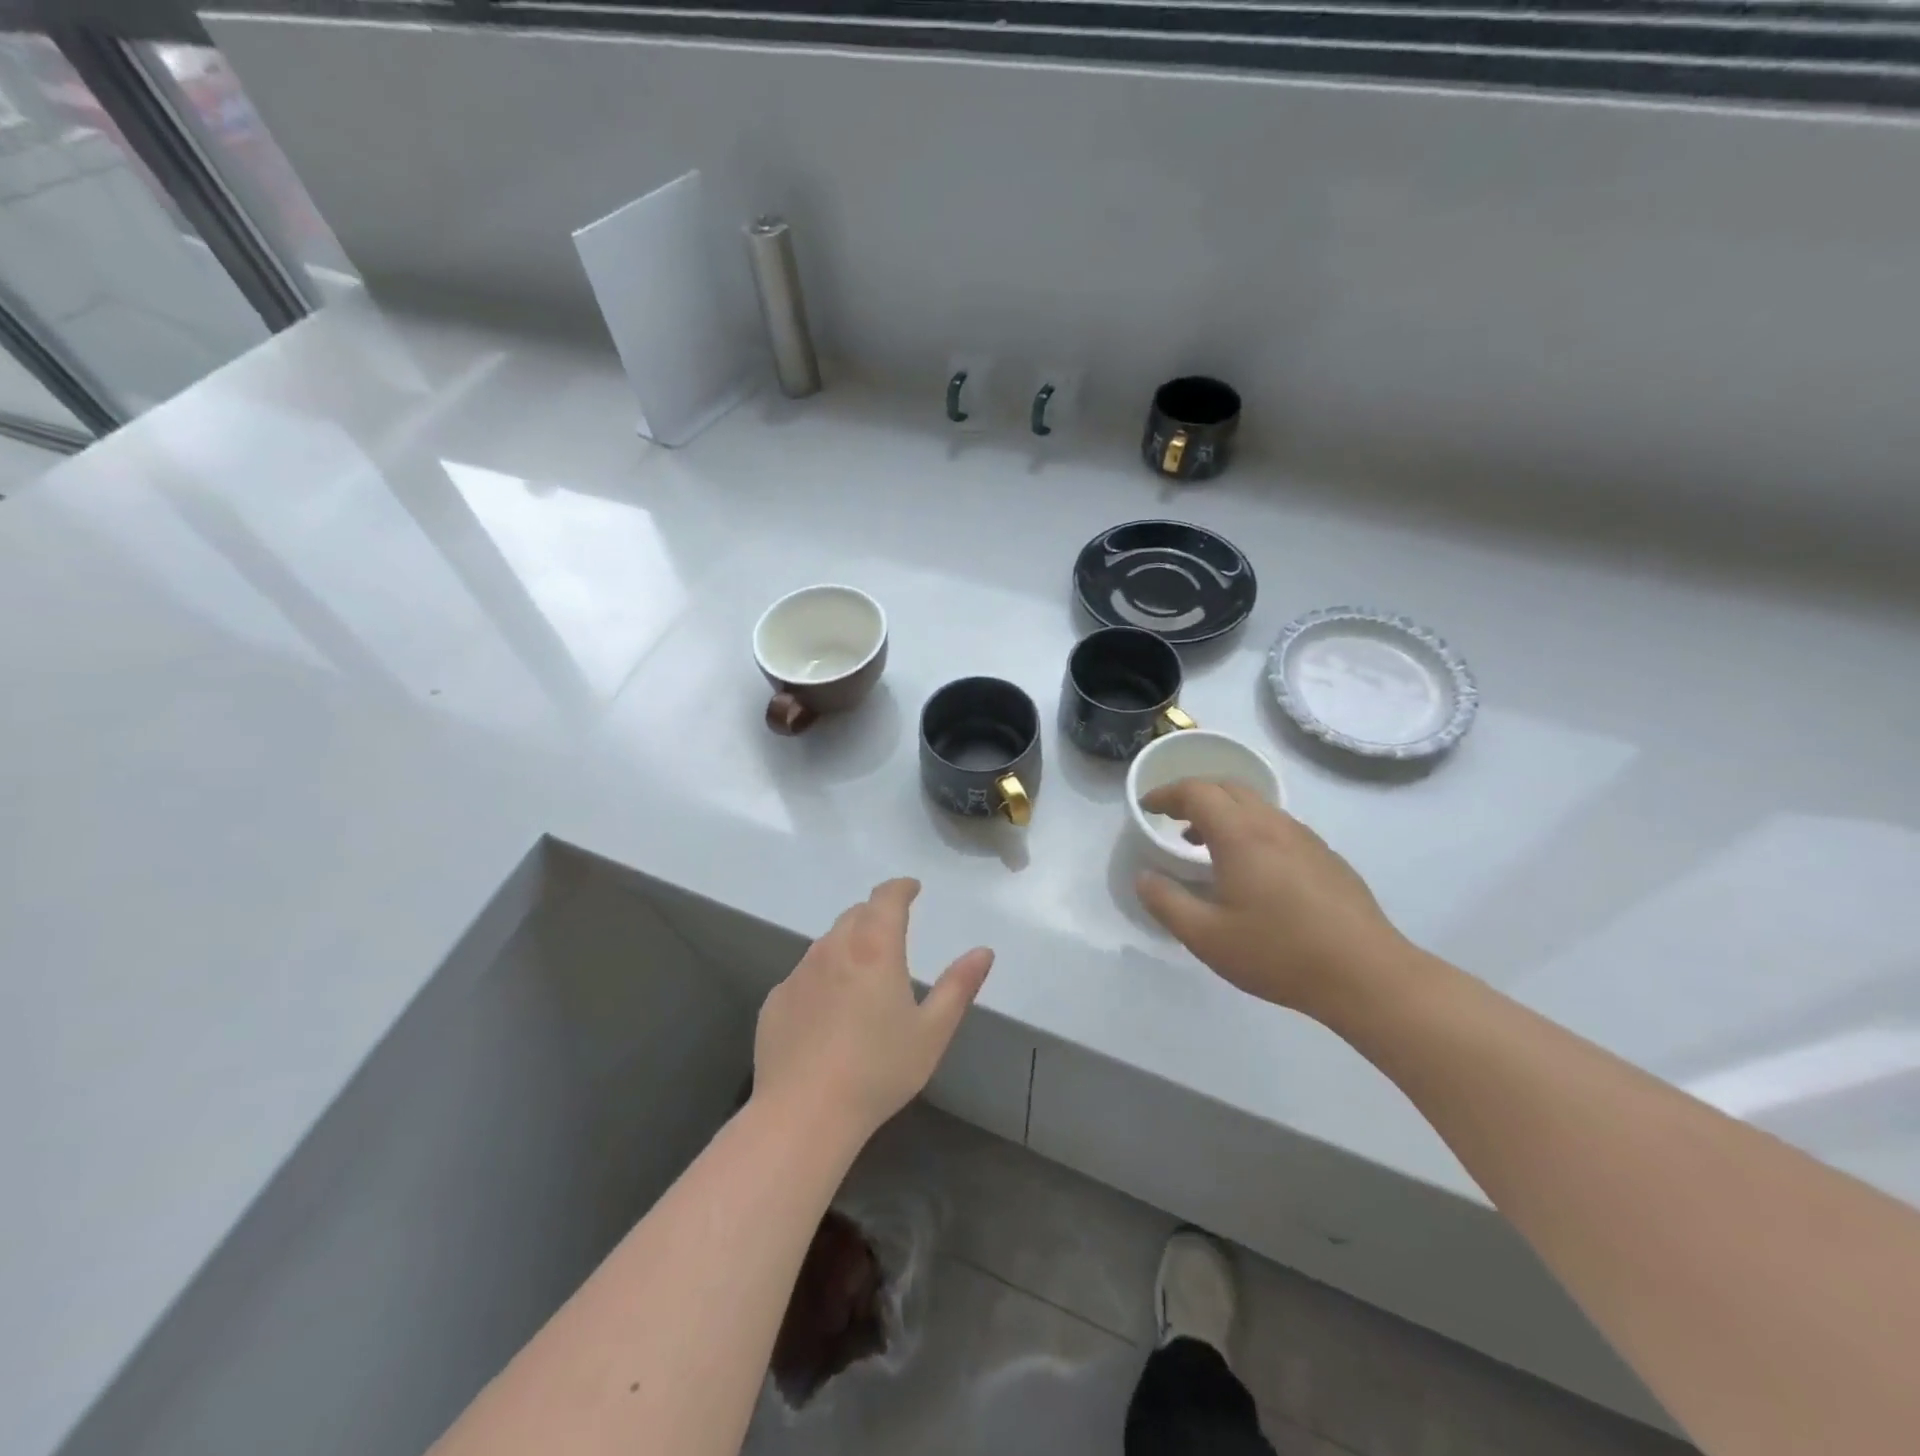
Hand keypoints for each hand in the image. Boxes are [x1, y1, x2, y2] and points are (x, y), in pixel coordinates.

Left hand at [754, 878, 993, 1140]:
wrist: (803, 1114)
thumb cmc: (878, 1071)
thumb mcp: (932, 1032)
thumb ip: (958, 986)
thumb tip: (983, 951)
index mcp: (874, 948)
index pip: (886, 898)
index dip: (900, 888)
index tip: (911, 888)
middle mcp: (833, 949)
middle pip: (855, 915)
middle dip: (876, 914)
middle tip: (892, 931)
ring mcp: (799, 974)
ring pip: (828, 943)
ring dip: (848, 945)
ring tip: (862, 974)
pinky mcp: (775, 1000)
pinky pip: (804, 975)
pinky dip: (822, 978)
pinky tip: (828, 1013)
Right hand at [1134, 781, 1408, 1017]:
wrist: (1367, 975)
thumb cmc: (1278, 953)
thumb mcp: (1206, 937)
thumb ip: (1166, 903)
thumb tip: (1144, 878)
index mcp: (1240, 835)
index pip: (1196, 792)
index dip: (1166, 793)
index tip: (1147, 807)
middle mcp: (1273, 825)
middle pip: (1228, 787)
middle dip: (1195, 795)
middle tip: (1172, 818)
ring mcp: (1306, 839)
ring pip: (1257, 806)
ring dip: (1224, 812)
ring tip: (1204, 845)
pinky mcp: (1327, 857)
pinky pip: (1278, 825)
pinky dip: (1250, 829)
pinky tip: (1251, 870)